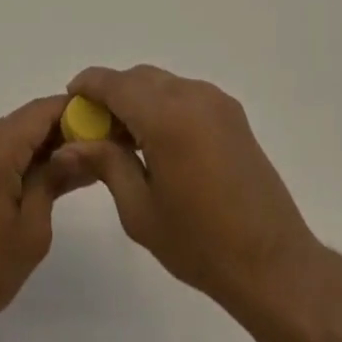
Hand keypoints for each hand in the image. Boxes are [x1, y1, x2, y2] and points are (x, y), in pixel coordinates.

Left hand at [0, 95, 95, 341]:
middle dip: (54, 135)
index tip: (99, 123)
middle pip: (21, 123)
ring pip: (2, 137)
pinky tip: (23, 186)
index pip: (40, 111)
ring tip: (59, 176)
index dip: (72, 113)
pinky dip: (6, 161)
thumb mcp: (32, 230)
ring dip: (29, 150)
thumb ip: (55, 180)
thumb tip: (80, 150)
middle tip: (87, 155)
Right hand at [61, 65, 321, 320]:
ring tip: (126, 140)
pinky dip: (163, 105)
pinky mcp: (232, 113)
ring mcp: (216, 101)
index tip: (70, 101)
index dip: (88, 86)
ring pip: (162, 83)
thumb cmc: (200, 243)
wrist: (273, 263)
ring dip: (138, 99)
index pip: (114, 83)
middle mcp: (192, 95)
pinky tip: (158, 142)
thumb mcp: (140, 209)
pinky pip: (185, 94)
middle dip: (112, 94)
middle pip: (138, 78)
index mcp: (166, 116)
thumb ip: (104, 164)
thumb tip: (69, 145)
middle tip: (95, 130)